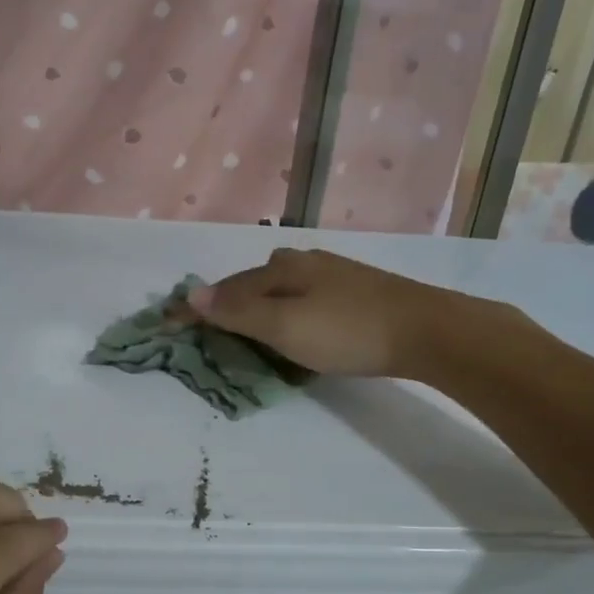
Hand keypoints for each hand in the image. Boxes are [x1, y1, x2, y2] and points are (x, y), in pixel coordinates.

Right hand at [185, 247, 466, 377]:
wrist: (426, 331)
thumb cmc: (348, 330)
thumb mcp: (285, 326)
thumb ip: (239, 312)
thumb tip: (192, 294)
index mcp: (280, 268)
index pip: (225, 288)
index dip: (196, 306)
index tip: (166, 321)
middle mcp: (302, 262)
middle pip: (251, 281)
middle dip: (225, 300)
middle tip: (205, 325)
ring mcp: (331, 274)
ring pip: (279, 287)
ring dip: (255, 304)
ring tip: (244, 326)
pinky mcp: (355, 290)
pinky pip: (301, 297)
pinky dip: (283, 309)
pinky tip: (293, 321)